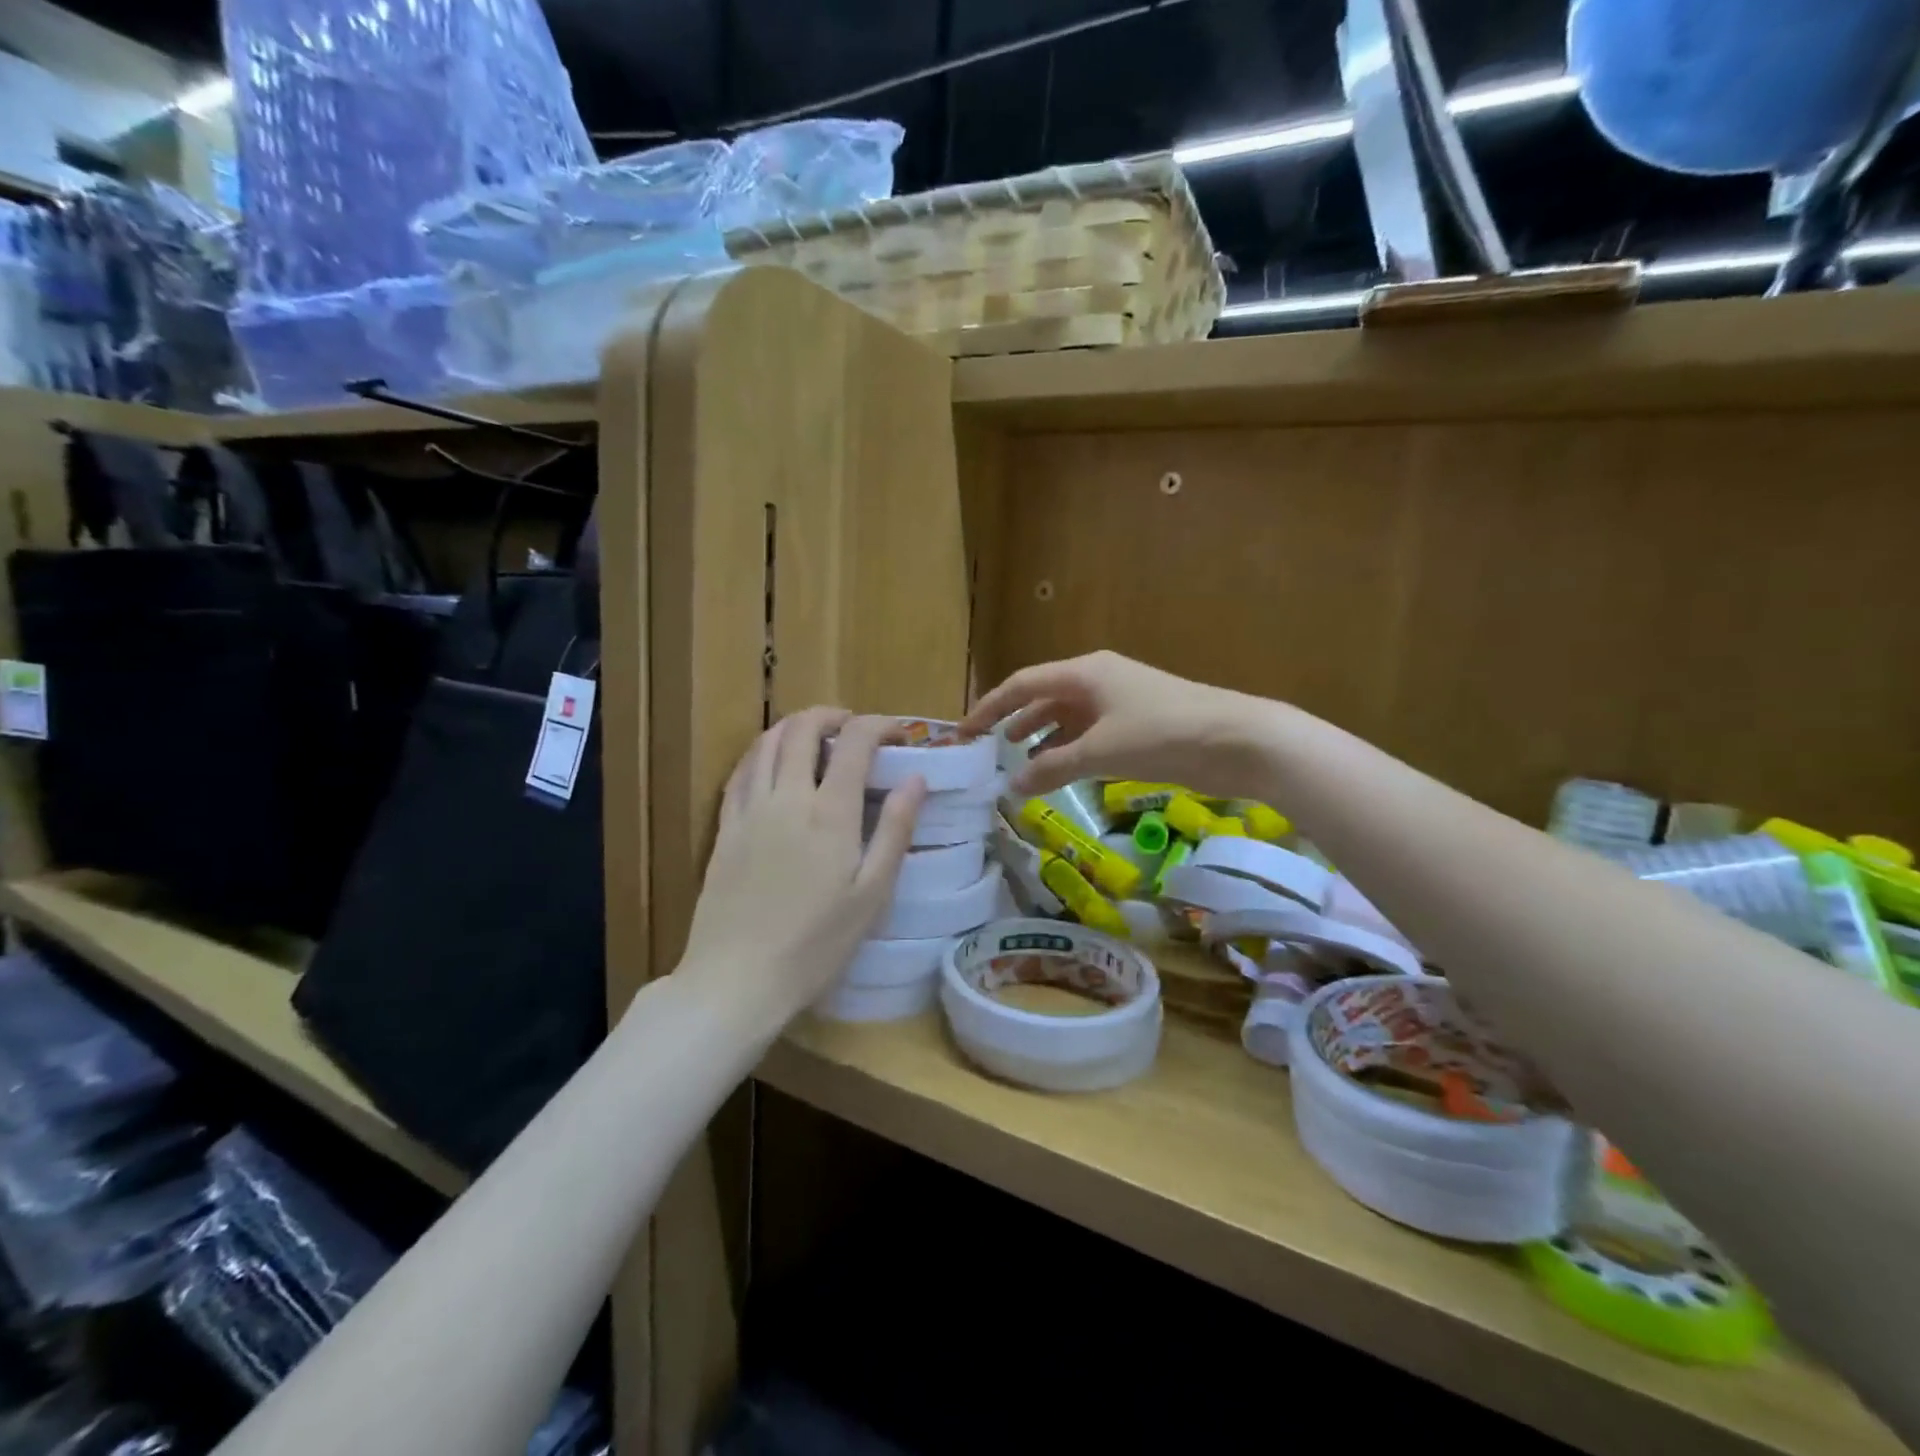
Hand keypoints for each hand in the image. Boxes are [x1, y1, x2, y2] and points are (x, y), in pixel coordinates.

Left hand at [678, 708, 925, 1025]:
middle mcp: (786, 797)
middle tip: (854, 728)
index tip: (897, 734)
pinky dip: (760, 752)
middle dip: (832, 716)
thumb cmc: (816, 944)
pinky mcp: (724, 827)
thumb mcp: (872, 894)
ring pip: (766, 742)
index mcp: (830, 813)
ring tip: (815, 738)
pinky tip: (771, 763)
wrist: (737, 979)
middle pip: (803, 728)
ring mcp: (749, 810)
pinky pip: (740, 771)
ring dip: (794, 727)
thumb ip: (894, 830)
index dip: (878, 726)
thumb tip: (916, 779)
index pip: (854, 742)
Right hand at [960, 651, 1269, 796]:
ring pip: (1068, 717)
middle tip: (986, 748)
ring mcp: (1120, 701)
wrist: (1238, 740)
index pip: (1022, 684)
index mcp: (1085, 672)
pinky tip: (1059, 770)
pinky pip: (1090, 733)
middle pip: (1043, 696)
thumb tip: (1012, 787)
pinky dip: (1070, 750)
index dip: (989, 707)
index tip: (964, 733)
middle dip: (1013, 721)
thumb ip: (1052, 768)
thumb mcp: (1100, 751)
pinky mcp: (1139, 724)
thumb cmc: (1162, 734)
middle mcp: (1098, 680)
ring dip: (1042, 737)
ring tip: (1017, 762)